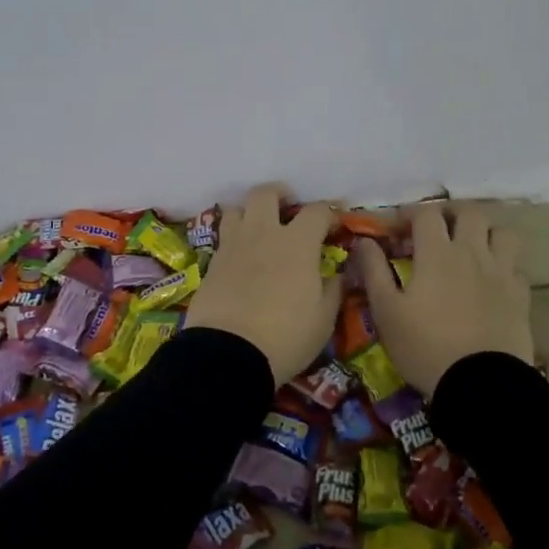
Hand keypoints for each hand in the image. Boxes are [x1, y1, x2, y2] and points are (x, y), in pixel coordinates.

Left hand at [187, 185, 342, 384]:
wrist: (228, 354)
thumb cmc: (286, 336)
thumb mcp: (323, 320)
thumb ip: (332, 291)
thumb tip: (337, 275)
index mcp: (297, 243)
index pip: (316, 211)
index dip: (328, 214)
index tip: (334, 225)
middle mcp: (263, 234)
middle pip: (265, 194)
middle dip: (279, 195)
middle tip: (287, 208)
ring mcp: (233, 246)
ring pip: (236, 210)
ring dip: (249, 213)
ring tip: (258, 230)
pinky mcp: (211, 264)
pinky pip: (223, 239)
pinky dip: (234, 241)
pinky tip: (240, 259)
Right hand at [354, 205, 533, 395]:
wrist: (481, 385)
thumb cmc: (425, 347)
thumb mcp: (386, 312)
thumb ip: (374, 271)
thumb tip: (364, 241)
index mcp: (437, 253)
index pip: (426, 214)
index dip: (410, 214)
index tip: (397, 229)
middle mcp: (472, 253)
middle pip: (469, 212)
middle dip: (451, 214)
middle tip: (438, 229)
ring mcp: (502, 273)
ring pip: (502, 233)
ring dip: (486, 233)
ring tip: (472, 248)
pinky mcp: (521, 296)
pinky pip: (516, 267)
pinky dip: (504, 266)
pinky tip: (492, 282)